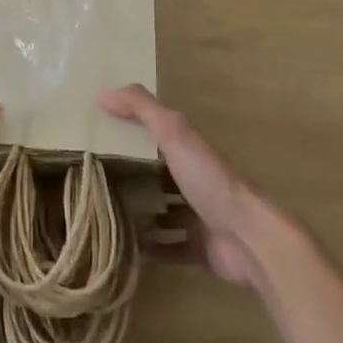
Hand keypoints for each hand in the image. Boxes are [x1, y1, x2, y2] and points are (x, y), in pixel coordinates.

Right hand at [99, 84, 269, 287]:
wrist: (246, 237)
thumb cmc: (208, 179)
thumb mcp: (173, 133)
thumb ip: (142, 109)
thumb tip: (103, 94)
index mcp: (190, 150)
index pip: (157, 135)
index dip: (131, 132)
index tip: (100, 136)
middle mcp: (196, 179)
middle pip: (159, 173)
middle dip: (133, 175)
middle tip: (95, 180)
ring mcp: (199, 215)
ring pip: (165, 211)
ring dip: (141, 212)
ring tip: (104, 213)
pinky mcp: (200, 248)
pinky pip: (170, 247)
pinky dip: (152, 248)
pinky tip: (126, 248)